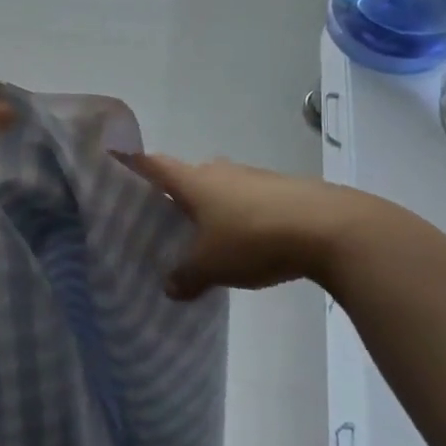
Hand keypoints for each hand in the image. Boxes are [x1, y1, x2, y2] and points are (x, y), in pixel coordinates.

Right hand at [122, 154, 350, 299]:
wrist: (329, 227)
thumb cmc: (253, 239)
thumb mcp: (212, 267)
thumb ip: (186, 277)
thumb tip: (169, 288)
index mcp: (194, 182)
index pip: (155, 166)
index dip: (134, 162)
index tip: (116, 158)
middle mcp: (220, 171)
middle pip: (190, 175)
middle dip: (179, 192)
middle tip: (168, 216)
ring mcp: (254, 177)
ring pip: (223, 187)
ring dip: (214, 205)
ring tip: (209, 234)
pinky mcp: (284, 189)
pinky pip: (251, 199)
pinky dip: (243, 214)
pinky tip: (249, 240)